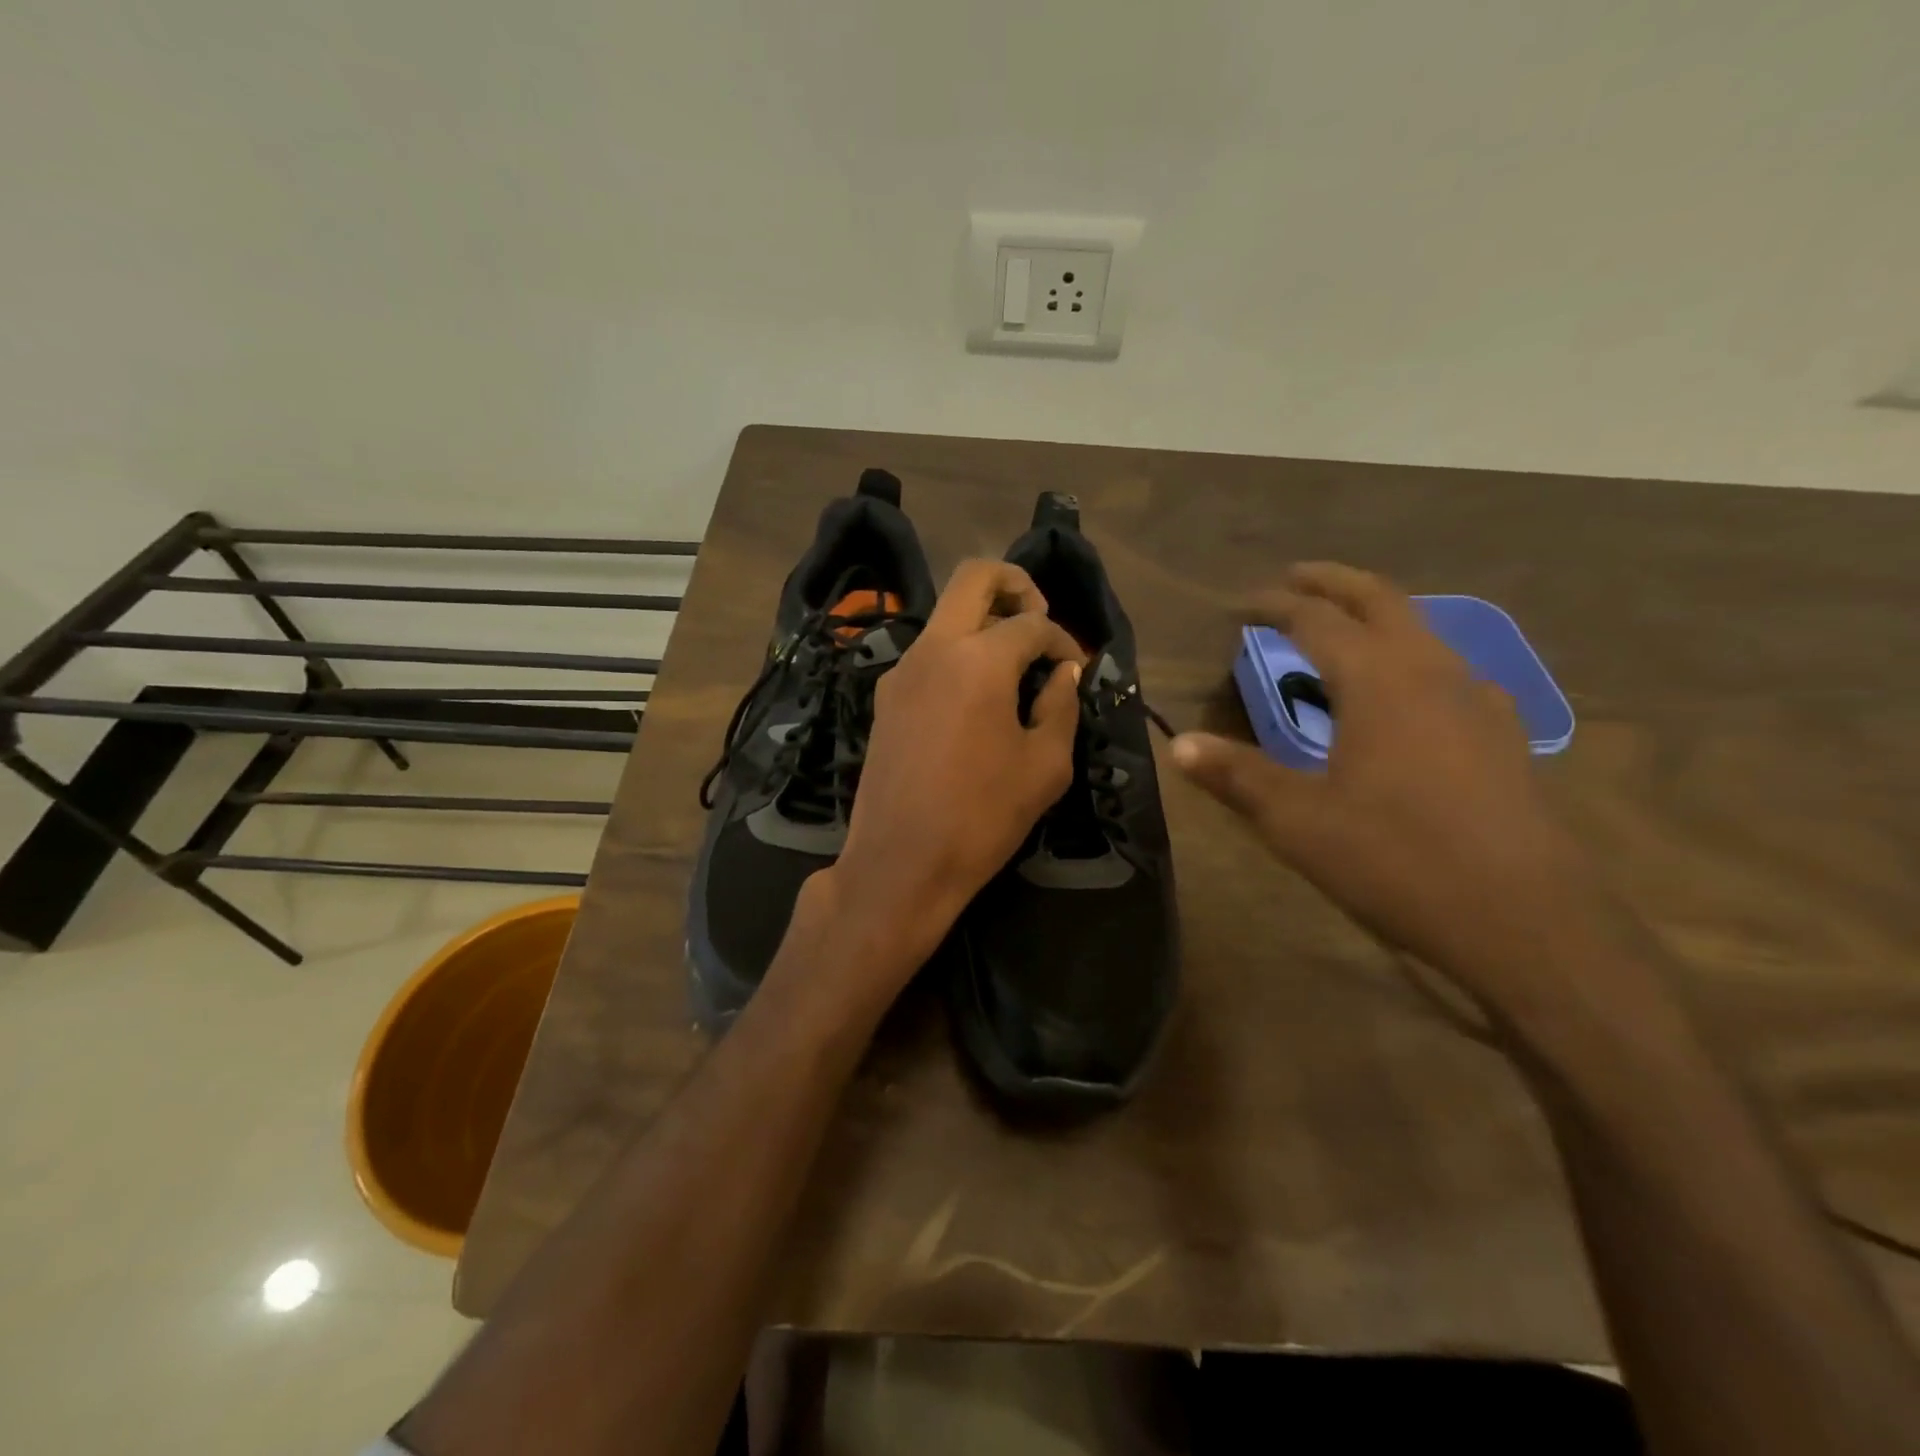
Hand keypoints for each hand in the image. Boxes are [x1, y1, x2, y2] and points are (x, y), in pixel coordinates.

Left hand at [824, 559, 1085, 985]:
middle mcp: (933, 649)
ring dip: (983, 622)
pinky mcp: (886, 698)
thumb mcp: (1045, 766)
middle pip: (974, 577)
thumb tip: (1062, 674)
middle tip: (1040, 620)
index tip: (1076, 668)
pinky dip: (959, 654)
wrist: (900, 864)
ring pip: (946, 615)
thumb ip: (1061, 707)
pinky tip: (977, 698)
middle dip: (1015, 585)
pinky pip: (928, 653)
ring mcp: (901, 670)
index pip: (1032, 624)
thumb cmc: (982, 818)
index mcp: (978, 660)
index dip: (1064, 639)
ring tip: (1014, 666)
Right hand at [1171, 563, 1608, 1001]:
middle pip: (1382, 600)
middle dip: (1333, 583)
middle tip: (1294, 579)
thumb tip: (1180, 746)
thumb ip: (1236, 776)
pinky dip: (1409, 658)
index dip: (1276, 605)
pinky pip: (1448, 671)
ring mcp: (1478, 701)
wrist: (1524, 919)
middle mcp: (1433, 672)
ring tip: (1341, 632)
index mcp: (1379, 680)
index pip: (1319, 620)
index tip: (1242, 605)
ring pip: (1423, 631)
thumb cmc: (1397, 859)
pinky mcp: (1502, 736)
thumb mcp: (1298, 820)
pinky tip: (1402, 697)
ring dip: (1377, 617)